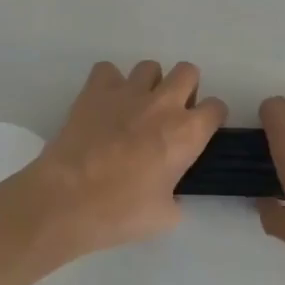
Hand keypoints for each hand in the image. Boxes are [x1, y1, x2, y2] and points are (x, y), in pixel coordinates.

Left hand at [19, 60, 226, 258]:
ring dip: (149, 84)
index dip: (211, 118)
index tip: (200, 132)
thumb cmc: (121, 212)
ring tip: (135, 108)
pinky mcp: (95, 90)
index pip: (216, 107)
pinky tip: (104, 103)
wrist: (68, 199)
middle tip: (170, 114)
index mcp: (187, 133)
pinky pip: (107, 70)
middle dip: (185, 89)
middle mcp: (163, 104)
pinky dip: (108, 83)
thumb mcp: (165, 217)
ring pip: (149, 67)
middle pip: (188, 72)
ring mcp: (128, 92)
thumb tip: (170, 195)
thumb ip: (176, 199)